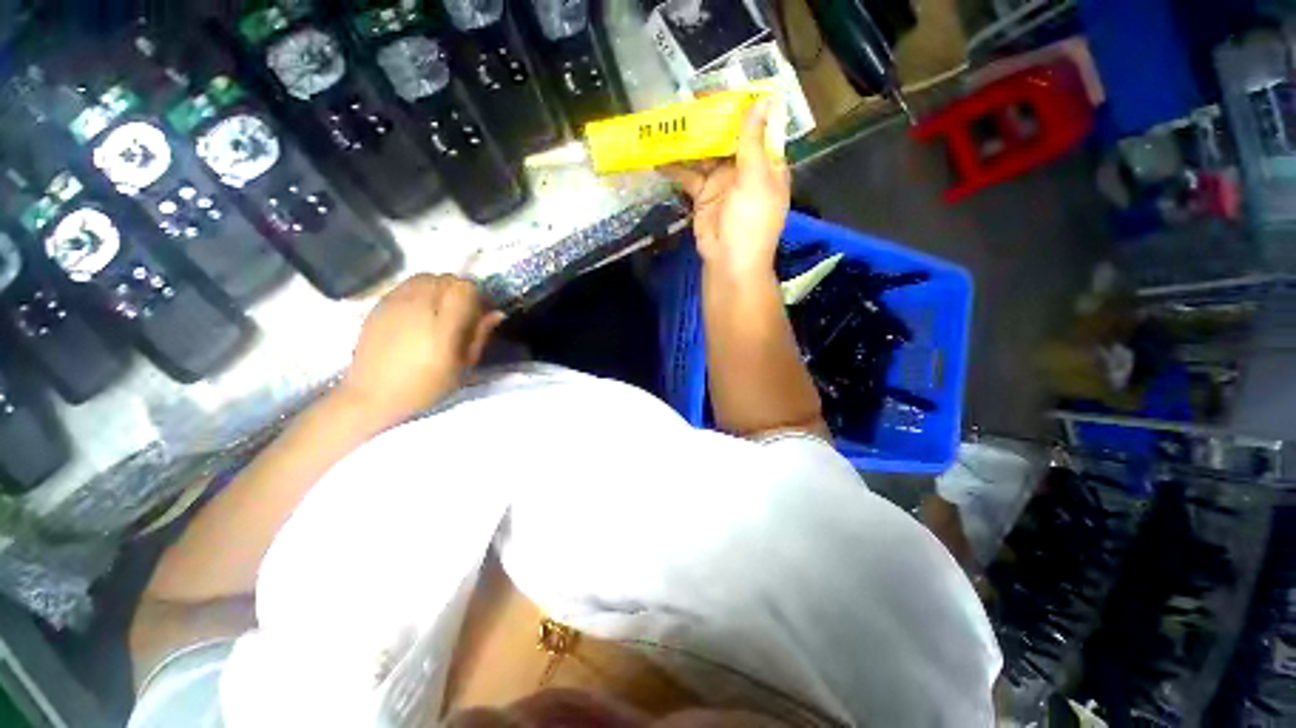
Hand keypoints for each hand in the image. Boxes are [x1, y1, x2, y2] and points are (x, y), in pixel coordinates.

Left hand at [341, 274, 504, 422]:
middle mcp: (419, 306)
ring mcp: (395, 302)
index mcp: (443, 324)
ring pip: (425, 277)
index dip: (476, 296)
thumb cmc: (426, 386)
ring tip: (439, 309)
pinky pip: (406, 284)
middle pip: (446, 278)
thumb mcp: (463, 366)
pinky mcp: (379, 304)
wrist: (373, 394)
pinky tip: (418, 311)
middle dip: (459, 290)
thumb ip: (480, 335)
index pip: (465, 287)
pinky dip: (419, 289)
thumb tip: (497, 313)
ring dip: (438, 287)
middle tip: (460, 312)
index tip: (477, 312)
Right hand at [661, 97, 789, 277]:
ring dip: (689, 141)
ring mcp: (722, 183)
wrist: (730, 262)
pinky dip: (675, 167)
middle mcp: (744, 169)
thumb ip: (753, 141)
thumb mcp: (755, 179)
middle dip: (710, 121)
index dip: (740, 108)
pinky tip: (658, 155)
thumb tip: (762, 99)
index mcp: (766, 163)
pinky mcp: (702, 196)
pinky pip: (689, 176)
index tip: (721, 89)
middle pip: (727, 138)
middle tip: (687, 100)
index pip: (756, 127)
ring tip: (668, 121)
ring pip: (705, 154)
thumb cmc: (751, 222)